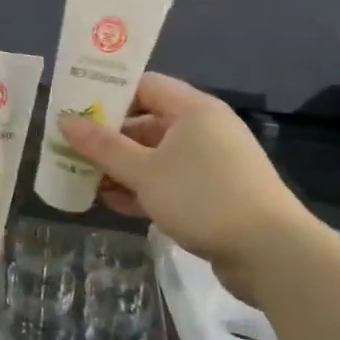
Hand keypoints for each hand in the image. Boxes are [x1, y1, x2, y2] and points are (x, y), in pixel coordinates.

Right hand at [61, 72, 309, 296]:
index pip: (144, 85)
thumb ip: (103, 146)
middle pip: (148, 122)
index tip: (76, 108)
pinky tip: (116, 204)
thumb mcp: (144, 172)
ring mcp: (213, 163)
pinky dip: (146, 189)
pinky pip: (172, 181)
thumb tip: (65, 120)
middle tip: (73, 149)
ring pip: (158, 155)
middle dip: (111, 138)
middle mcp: (205, 128)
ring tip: (86, 180)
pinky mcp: (218, 194)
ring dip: (124, 168)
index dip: (109, 94)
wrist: (273, 254)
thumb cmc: (204, 197)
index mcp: (193, 109)